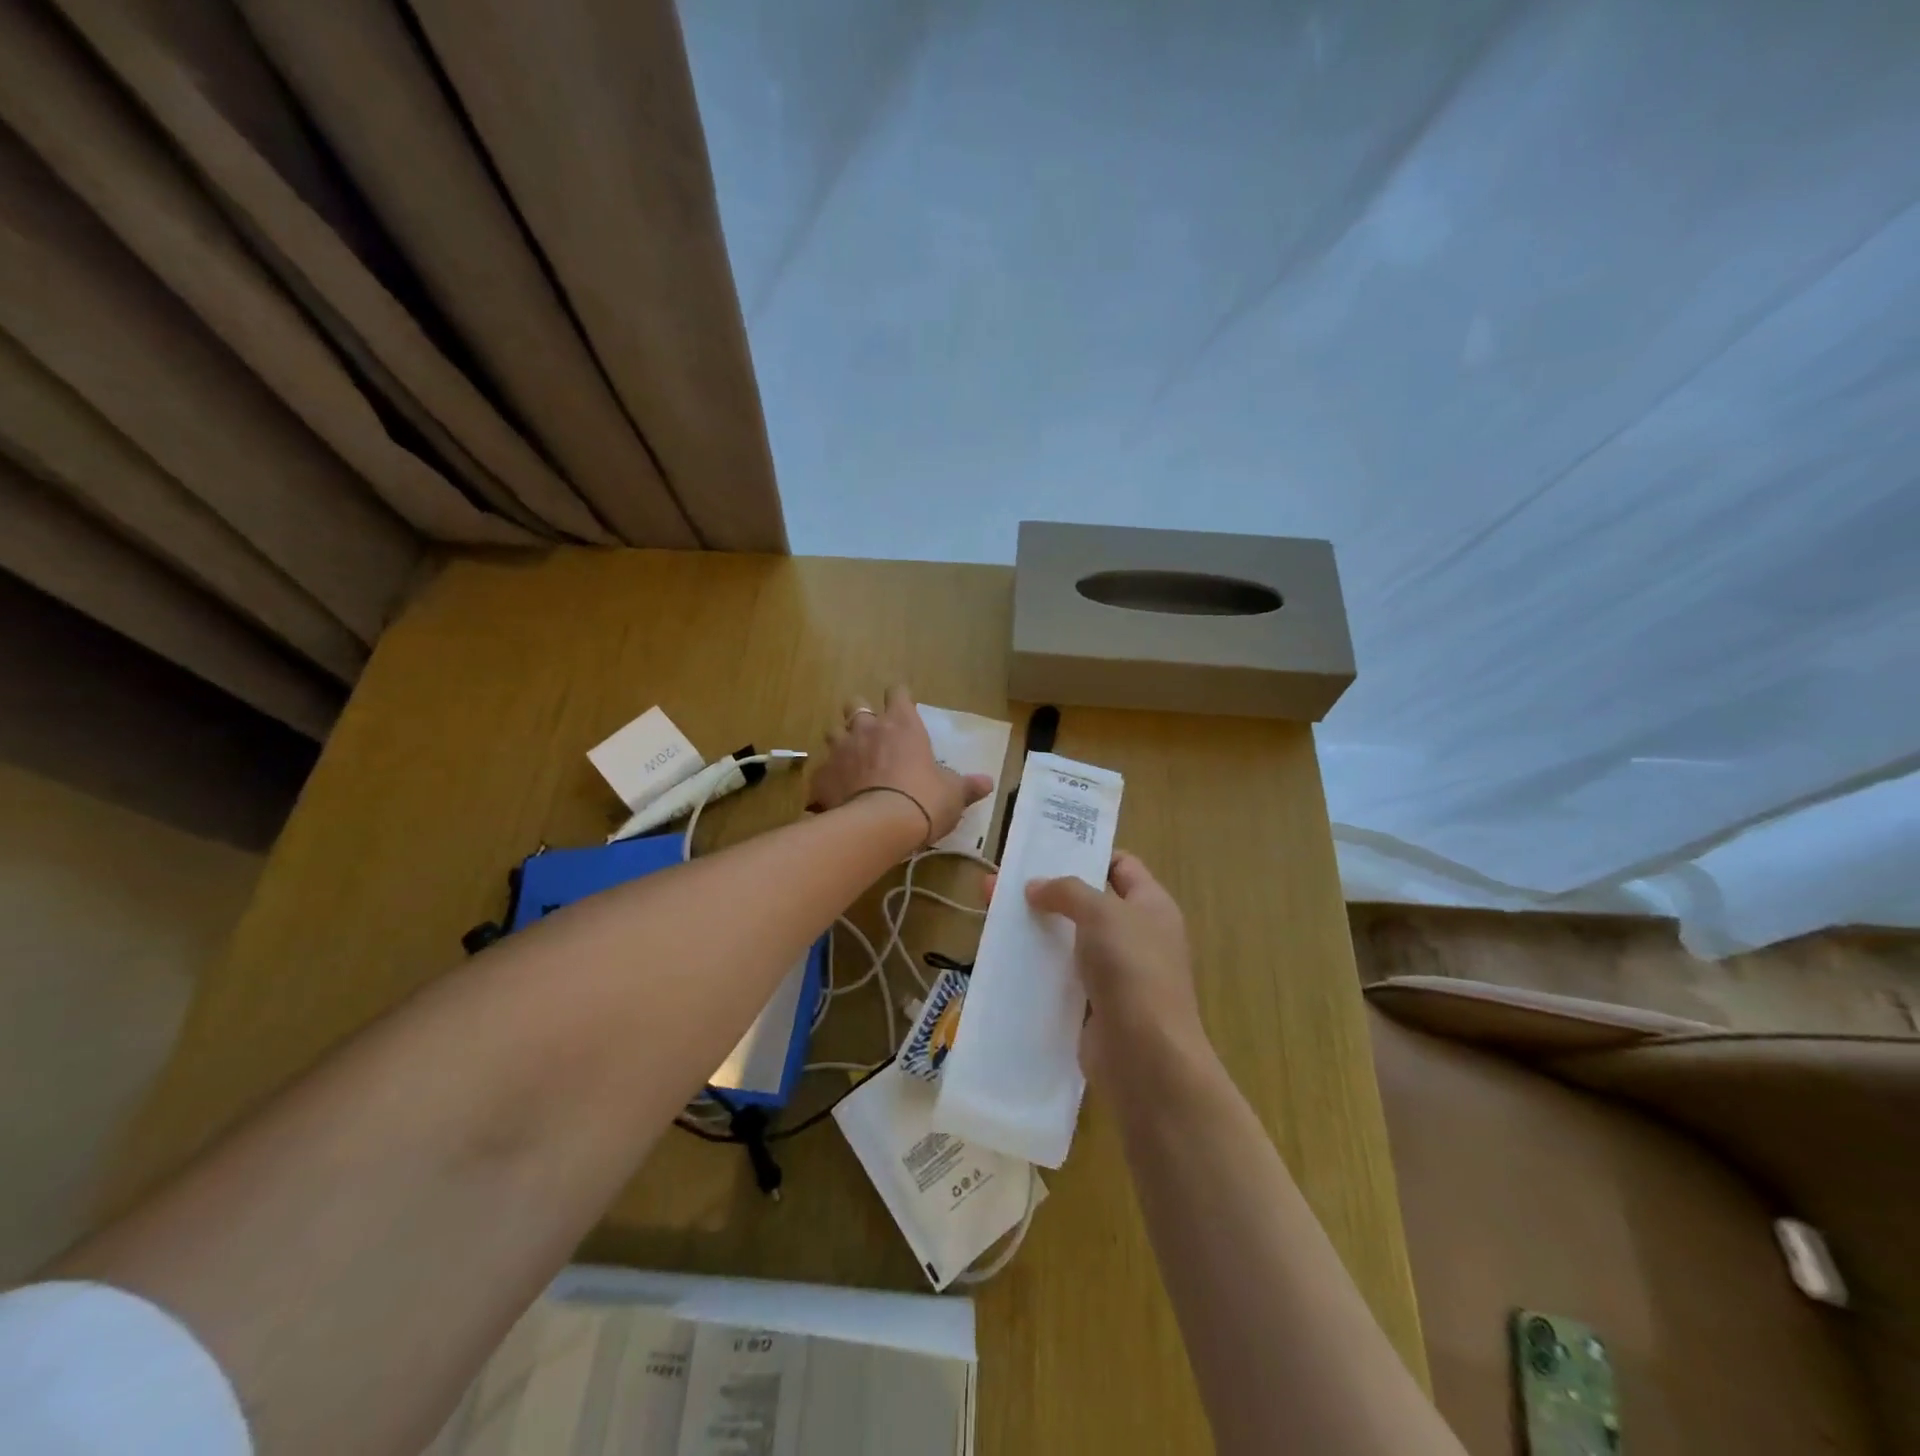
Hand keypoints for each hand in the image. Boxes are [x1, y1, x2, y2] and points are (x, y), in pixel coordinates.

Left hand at [808, 686, 992, 847]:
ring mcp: (840, 750)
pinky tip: (836, 794)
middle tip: (872, 734)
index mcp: (902, 725)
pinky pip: (821, 770)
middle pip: (856, 704)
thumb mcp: (953, 794)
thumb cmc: (924, 801)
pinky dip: (829, 778)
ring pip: (833, 732)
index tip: (903, 708)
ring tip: (851, 762)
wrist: (879, 827)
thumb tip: (988, 782)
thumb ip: (967, 786)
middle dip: (861, 715)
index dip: (899, 698)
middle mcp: (867, 729)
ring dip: (842, 743)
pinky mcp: (821, 776)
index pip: (898, 693)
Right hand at [1019, 852, 1207, 1082]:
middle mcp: (1137, 935)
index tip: (1046, 851)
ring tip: (995, 916)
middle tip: (1005, 883)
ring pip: (1070, 940)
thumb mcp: (1101, 912)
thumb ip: (1067, 891)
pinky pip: (1062, 976)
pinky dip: (1038, 966)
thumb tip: (1035, 887)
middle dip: (1049, 892)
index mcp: (1151, 905)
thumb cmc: (1131, 968)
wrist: (1145, 1055)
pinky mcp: (1094, 1005)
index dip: (1087, 854)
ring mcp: (1116, 973)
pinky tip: (1005, 957)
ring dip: (1038, 929)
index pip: (1121, 865)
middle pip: (1088, 902)